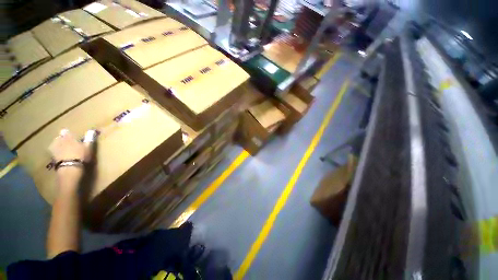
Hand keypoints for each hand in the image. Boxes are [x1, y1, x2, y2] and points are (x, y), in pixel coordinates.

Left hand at [49, 129, 96, 192]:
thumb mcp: (88, 147)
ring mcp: (54, 149)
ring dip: (58, 145)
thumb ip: (89, 139)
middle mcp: (59, 141)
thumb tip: (92, 130)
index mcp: (68, 137)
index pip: (66, 131)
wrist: (70, 168)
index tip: (71, 135)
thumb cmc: (81, 155)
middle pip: (59, 137)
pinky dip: (55, 152)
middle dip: (62, 139)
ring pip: (55, 144)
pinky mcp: (52, 157)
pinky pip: (53, 152)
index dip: (68, 133)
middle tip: (67, 142)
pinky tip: (59, 155)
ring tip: (63, 148)